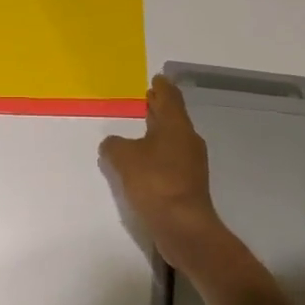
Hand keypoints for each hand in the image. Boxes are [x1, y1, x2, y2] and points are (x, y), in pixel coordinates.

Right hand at [99, 77, 222, 247]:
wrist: (183, 226)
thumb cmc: (155, 183)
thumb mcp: (124, 158)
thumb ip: (114, 145)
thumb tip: (112, 143)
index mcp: (176, 126)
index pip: (170, 98)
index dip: (162, 87)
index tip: (157, 78)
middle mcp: (188, 140)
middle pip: (173, 117)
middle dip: (160, 108)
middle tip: (147, 98)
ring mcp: (191, 163)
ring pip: (173, 138)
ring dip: (159, 131)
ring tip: (141, 128)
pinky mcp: (188, 183)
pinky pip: (171, 158)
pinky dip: (159, 152)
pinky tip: (145, 160)